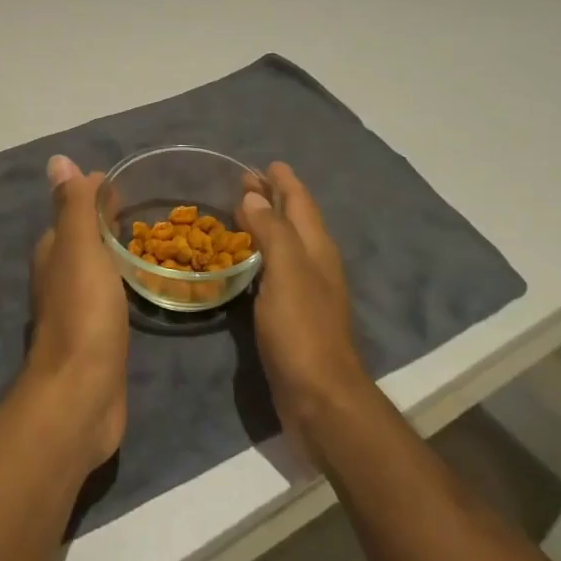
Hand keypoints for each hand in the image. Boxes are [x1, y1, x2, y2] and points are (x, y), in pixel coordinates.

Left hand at [23, 155, 129, 468]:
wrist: (82, 393)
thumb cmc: (83, 313)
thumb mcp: (79, 248)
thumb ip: (73, 206)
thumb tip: (59, 160)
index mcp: (53, 252)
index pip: (74, 210)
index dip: (98, 195)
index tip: (133, 184)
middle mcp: (59, 276)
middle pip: (84, 238)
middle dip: (109, 222)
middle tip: (152, 211)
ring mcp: (76, 308)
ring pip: (97, 267)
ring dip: (117, 252)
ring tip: (154, 242)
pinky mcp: (95, 336)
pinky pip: (110, 295)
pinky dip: (123, 282)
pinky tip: (143, 285)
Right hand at [241, 163, 371, 451]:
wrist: (320, 397)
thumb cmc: (302, 330)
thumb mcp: (287, 272)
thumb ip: (272, 231)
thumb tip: (255, 196)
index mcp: (316, 249)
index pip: (301, 203)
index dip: (285, 182)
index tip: (267, 163)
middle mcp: (314, 264)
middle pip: (294, 221)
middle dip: (273, 198)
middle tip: (244, 182)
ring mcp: (305, 291)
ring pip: (285, 244)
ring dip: (266, 224)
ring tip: (240, 212)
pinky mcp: (292, 315)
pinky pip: (274, 270)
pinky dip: (260, 254)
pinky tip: (245, 261)